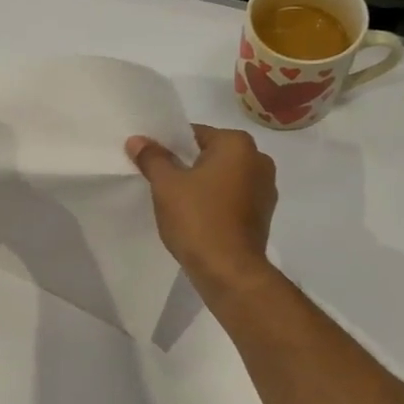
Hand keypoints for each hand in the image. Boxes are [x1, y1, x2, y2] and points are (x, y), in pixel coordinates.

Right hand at [127, 124, 277, 297]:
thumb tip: (138, 140)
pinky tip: (196, 217)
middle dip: (187, 165)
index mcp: (238, 144)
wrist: (229, 270)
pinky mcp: (263, 214)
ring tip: (176, 201)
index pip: (195, 134)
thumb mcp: (166, 185)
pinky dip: (215, 202)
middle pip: (211, 154)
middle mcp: (259, 160)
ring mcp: (265, 189)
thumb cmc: (198, 219)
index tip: (152, 162)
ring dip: (202, 185)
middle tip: (160, 181)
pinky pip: (232, 198)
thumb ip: (152, 158)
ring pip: (223, 177)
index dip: (170, 146)